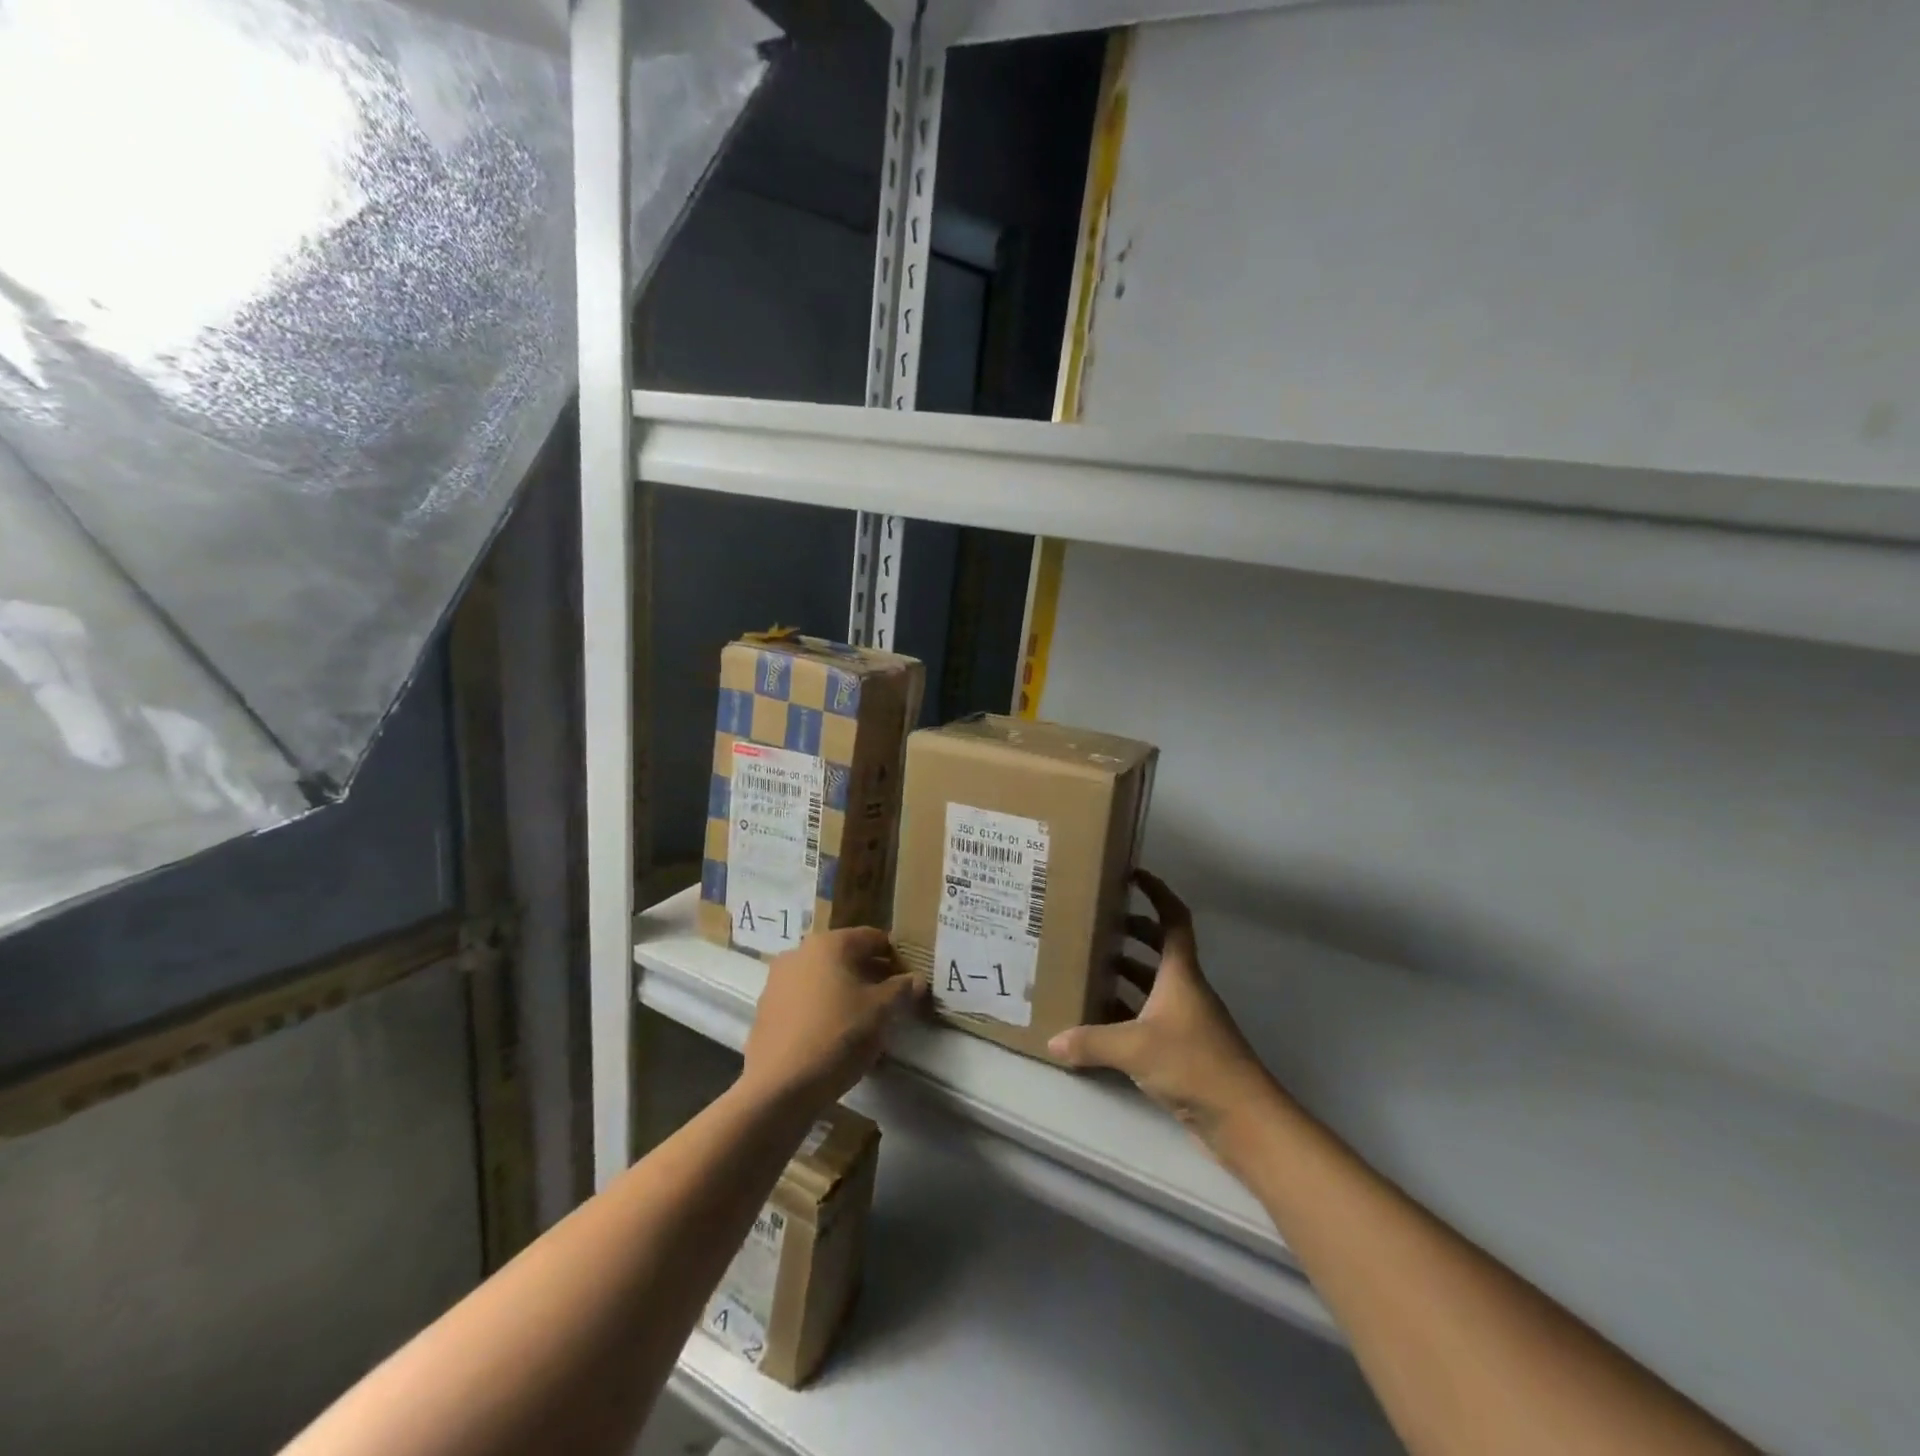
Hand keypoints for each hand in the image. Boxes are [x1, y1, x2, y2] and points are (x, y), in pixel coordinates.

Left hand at [742, 927, 924, 1109]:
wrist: (780, 1087)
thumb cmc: (837, 1036)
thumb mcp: (881, 1011)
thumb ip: (901, 989)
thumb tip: (916, 979)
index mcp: (829, 944)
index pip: (872, 938)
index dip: (895, 956)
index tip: (909, 979)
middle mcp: (799, 953)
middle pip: (846, 957)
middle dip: (871, 975)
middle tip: (892, 1001)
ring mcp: (777, 981)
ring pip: (824, 979)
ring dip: (846, 992)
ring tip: (865, 1021)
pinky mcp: (766, 1011)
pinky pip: (805, 1001)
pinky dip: (823, 1010)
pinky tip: (835, 1036)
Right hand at [1048, 870, 1279, 1150]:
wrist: (1244, 1118)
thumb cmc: (1194, 1064)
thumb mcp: (1135, 1048)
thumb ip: (1091, 1042)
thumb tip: (1052, 1041)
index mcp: (1180, 973)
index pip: (1173, 919)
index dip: (1156, 892)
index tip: (1133, 874)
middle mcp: (1185, 989)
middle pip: (1160, 948)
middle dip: (1131, 932)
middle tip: (1097, 923)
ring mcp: (1186, 1019)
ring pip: (1153, 983)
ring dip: (1127, 971)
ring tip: (1090, 965)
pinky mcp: (1183, 1049)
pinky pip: (1150, 1016)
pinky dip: (1127, 1010)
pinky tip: (1100, 1019)